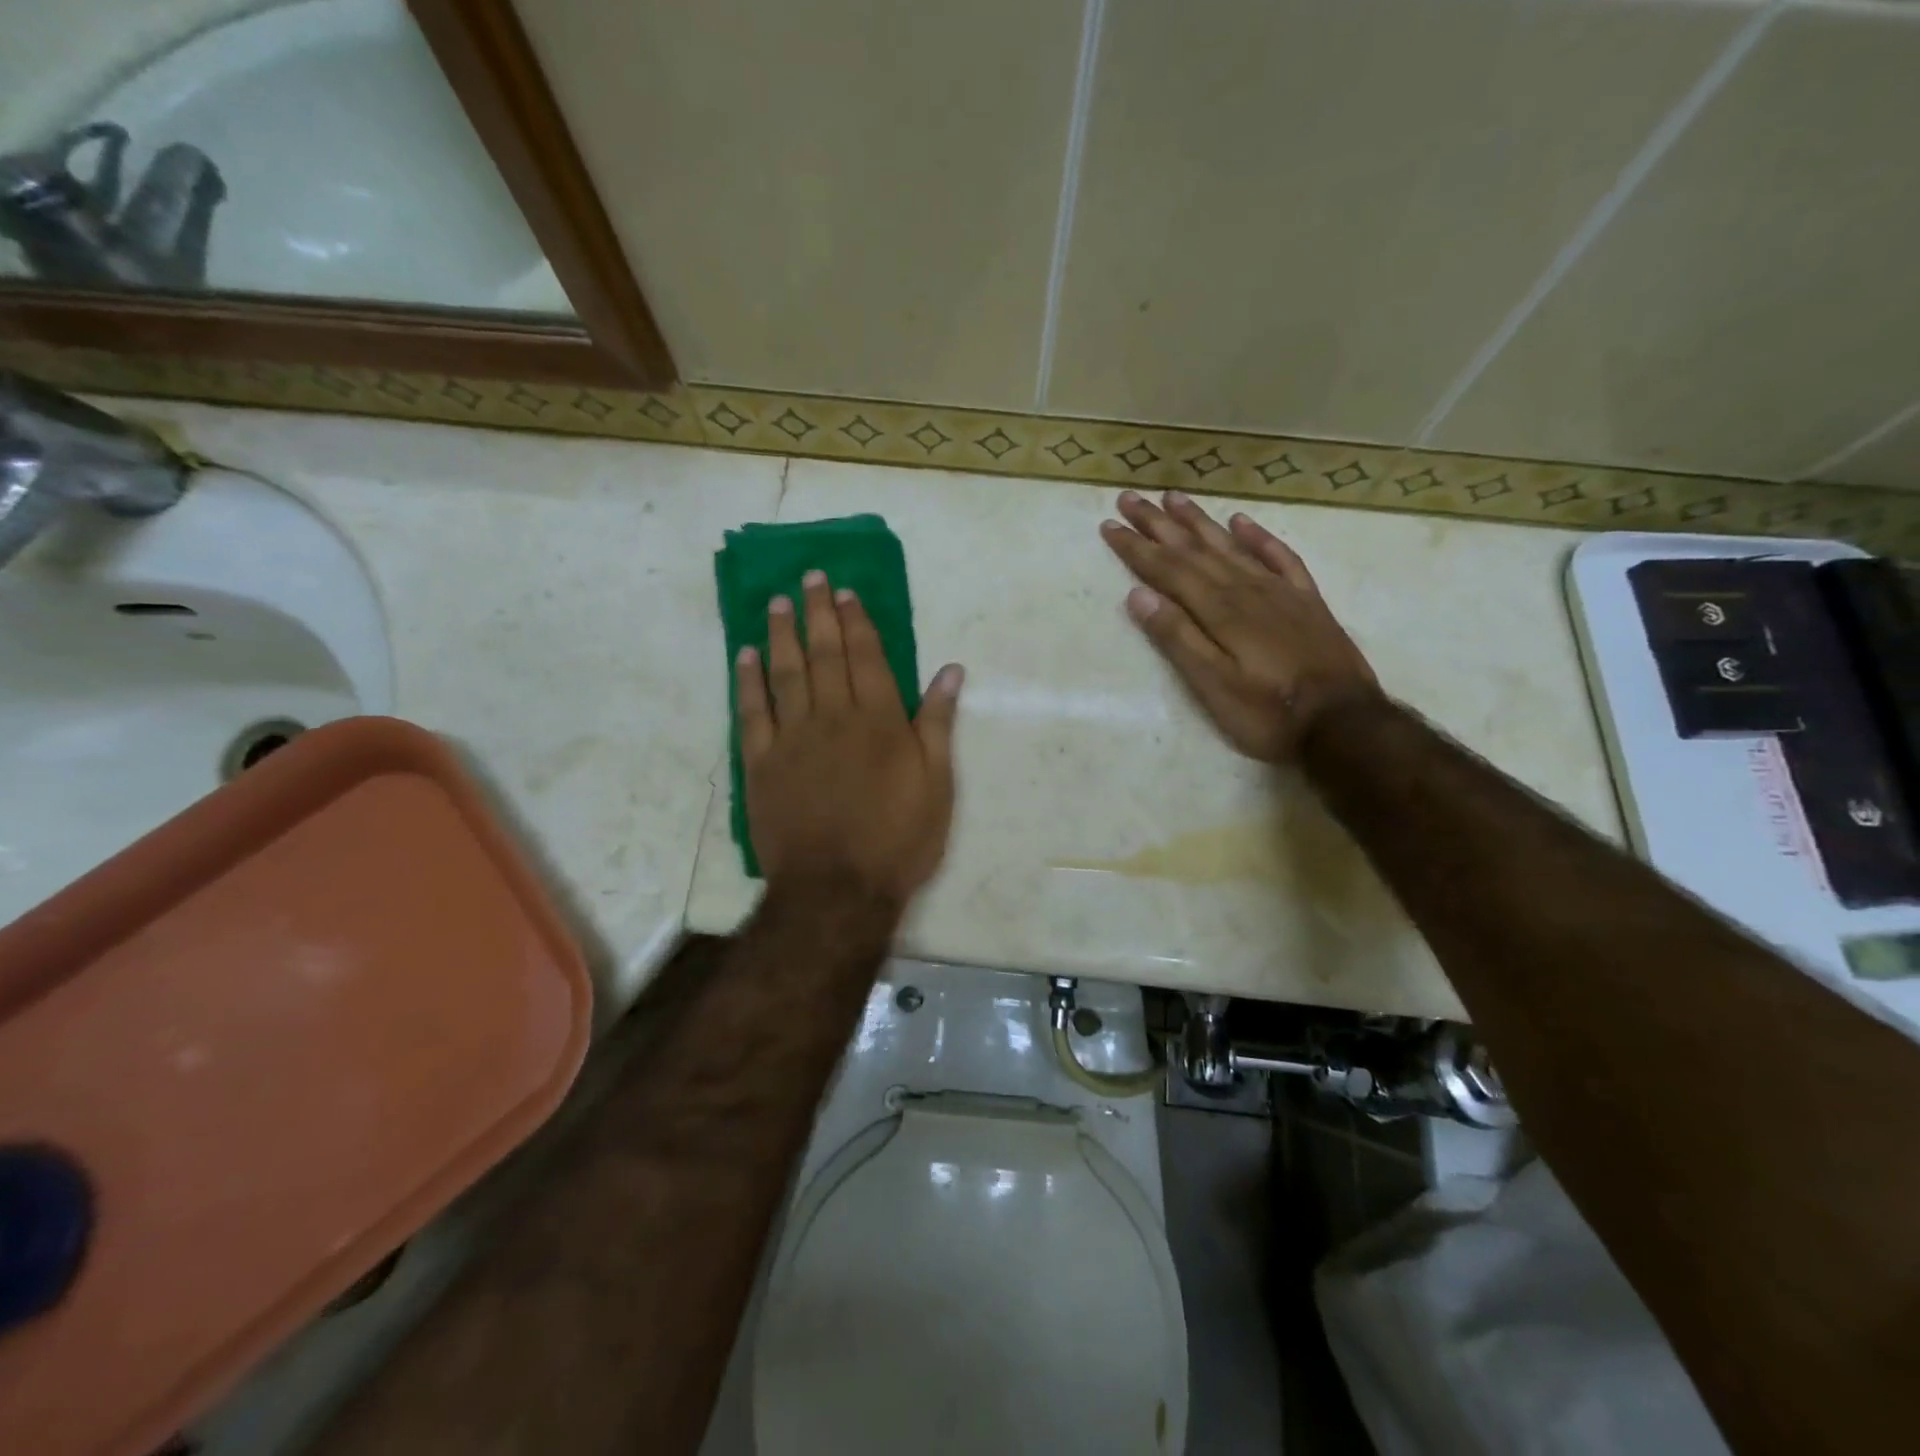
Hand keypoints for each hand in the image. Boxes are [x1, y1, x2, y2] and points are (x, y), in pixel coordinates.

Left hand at [737, 570, 963, 908]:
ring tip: (777, 603)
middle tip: (809, 578)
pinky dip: (748, 681)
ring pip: (785, 674)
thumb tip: (951, 672)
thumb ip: (938, 724)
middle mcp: (834, 717)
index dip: (857, 622)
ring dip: (781, 635)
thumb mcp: (937, 785)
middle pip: (825, 654)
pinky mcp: (761, 764)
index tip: (845, 593)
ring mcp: (793, 739)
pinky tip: (745, 656)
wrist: (837, 890)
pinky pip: (751, 713)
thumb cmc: (897, 839)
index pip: (867, 657)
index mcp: (879, 721)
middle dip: (818, 614)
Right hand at [1100, 490, 1379, 762]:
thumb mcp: (1213, 686)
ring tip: (1174, 497)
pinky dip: (1258, 537)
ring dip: (1200, 521)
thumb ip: (1178, 638)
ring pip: (1231, 546)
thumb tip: (1139, 595)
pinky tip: (1242, 521)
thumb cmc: (1268, 714)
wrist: (1344, 724)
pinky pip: (1279, 557)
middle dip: (1159, 524)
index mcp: (1219, 611)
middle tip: (1131, 498)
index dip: (1137, 548)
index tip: (1109, 525)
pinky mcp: (1306, 601)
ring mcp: (1279, 592)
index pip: (1168, 570)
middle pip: (1195, 550)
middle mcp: (1246, 590)